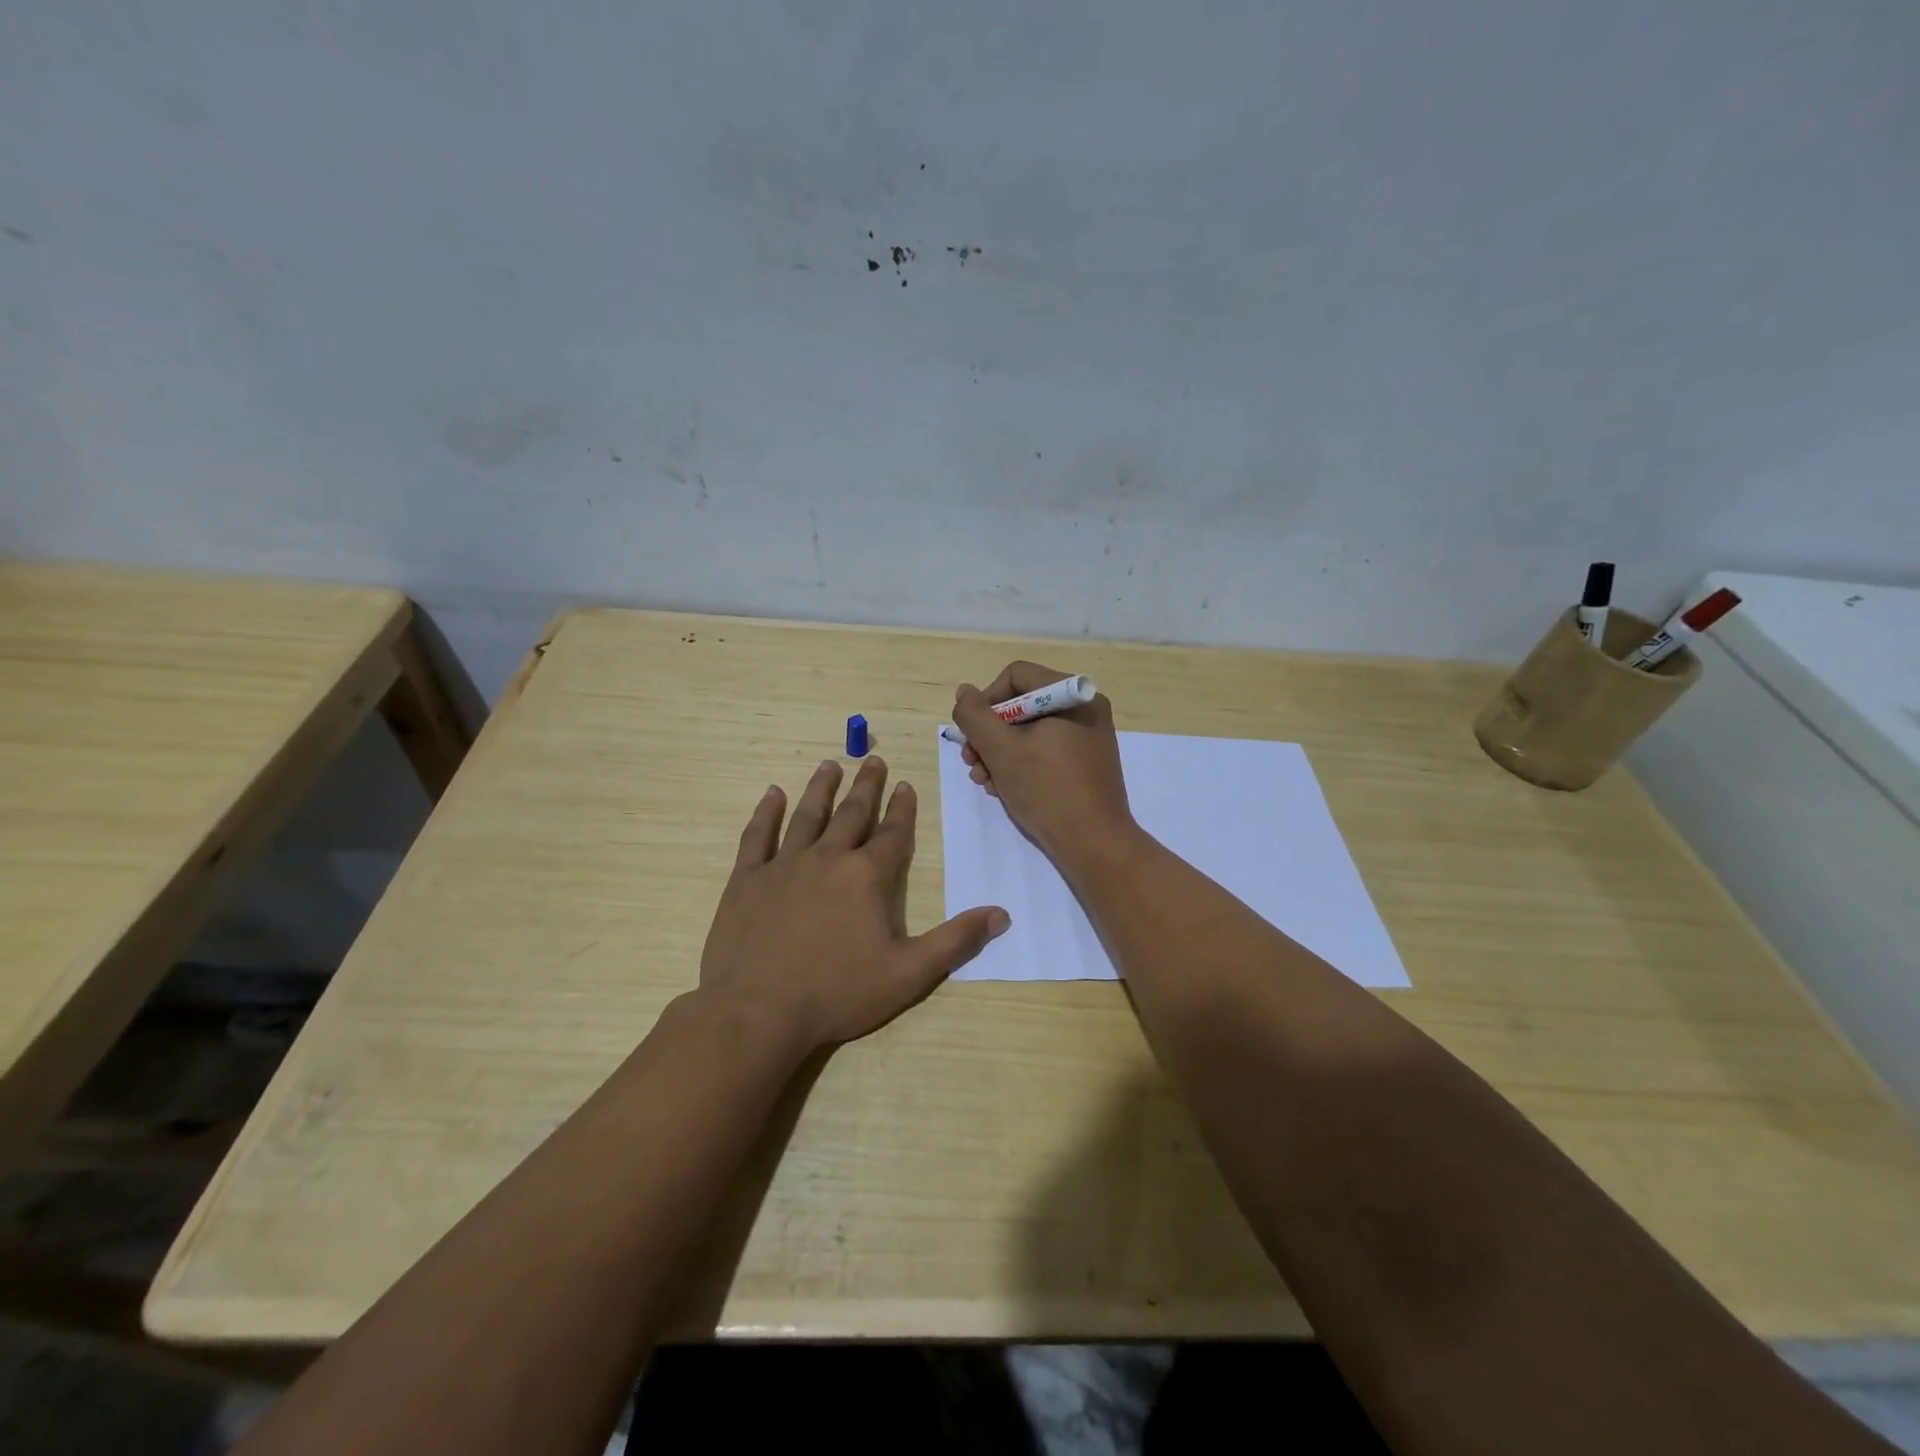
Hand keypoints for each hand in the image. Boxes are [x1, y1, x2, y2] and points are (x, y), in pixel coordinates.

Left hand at [699, 756, 1009, 1051]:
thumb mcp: (909, 974)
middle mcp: (828, 859)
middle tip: (873, 759)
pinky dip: (766, 813)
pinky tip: (772, 794)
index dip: (902, 808)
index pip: (892, 833)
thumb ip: (955, 941)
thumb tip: (1000, 915)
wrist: (757, 1012)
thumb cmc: (838, 993)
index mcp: (867, 877)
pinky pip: (758, 836)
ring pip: (808, 816)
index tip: (905, 784)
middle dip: (866, 785)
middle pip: (852, 813)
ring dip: (821, 788)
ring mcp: (784, 866)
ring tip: (830, 765)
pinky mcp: (747, 879)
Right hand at [953, 661, 1134, 863]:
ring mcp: (1087, 737)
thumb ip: (975, 716)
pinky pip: (1045, 750)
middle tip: (971, 762)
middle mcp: (1084, 709)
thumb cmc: (1046, 790)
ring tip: (984, 781)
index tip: (972, 733)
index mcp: (1072, 696)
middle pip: (1021, 705)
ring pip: (1030, 731)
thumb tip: (965, 692)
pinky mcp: (1085, 763)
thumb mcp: (1000, 750)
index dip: (986, 701)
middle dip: (989, 735)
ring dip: (999, 753)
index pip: (1016, 676)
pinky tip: (1004, 789)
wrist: (1094, 843)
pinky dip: (1021, 764)